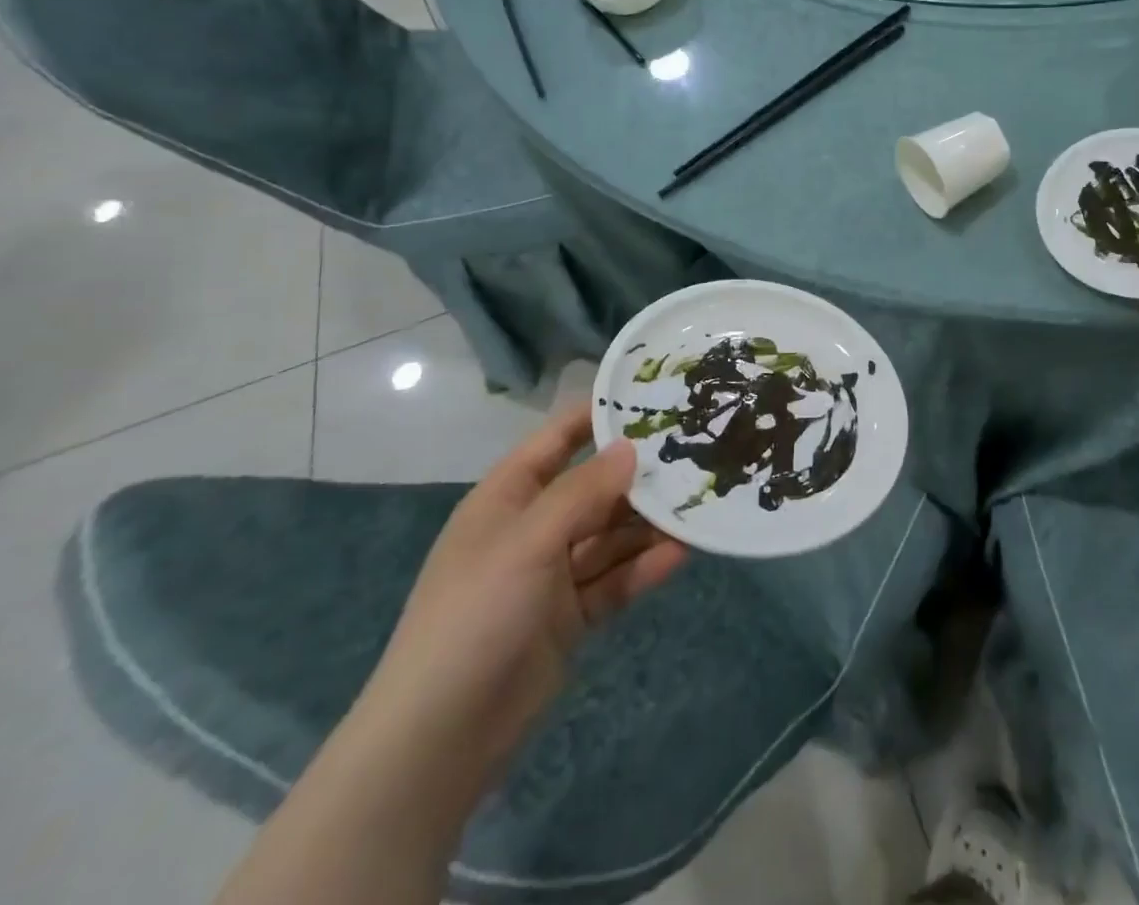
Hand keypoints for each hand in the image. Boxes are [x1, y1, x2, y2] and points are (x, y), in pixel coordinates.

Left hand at [351, 399, 685, 800]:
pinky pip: (614, 581)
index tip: (652, 398)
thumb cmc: (476, 615)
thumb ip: (584, 492)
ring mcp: (550, 576)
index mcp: (507, 498)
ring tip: (699, 506)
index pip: (557, 440)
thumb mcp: (529, 541)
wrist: (439, 740)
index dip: (598, 416)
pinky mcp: (569, 618)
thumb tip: (631, 447)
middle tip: (695, 456)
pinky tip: (682, 554)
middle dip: (638, 476)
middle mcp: (531, 529)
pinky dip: (643, 568)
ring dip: (649, 525)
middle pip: (593, 490)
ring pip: (610, 536)